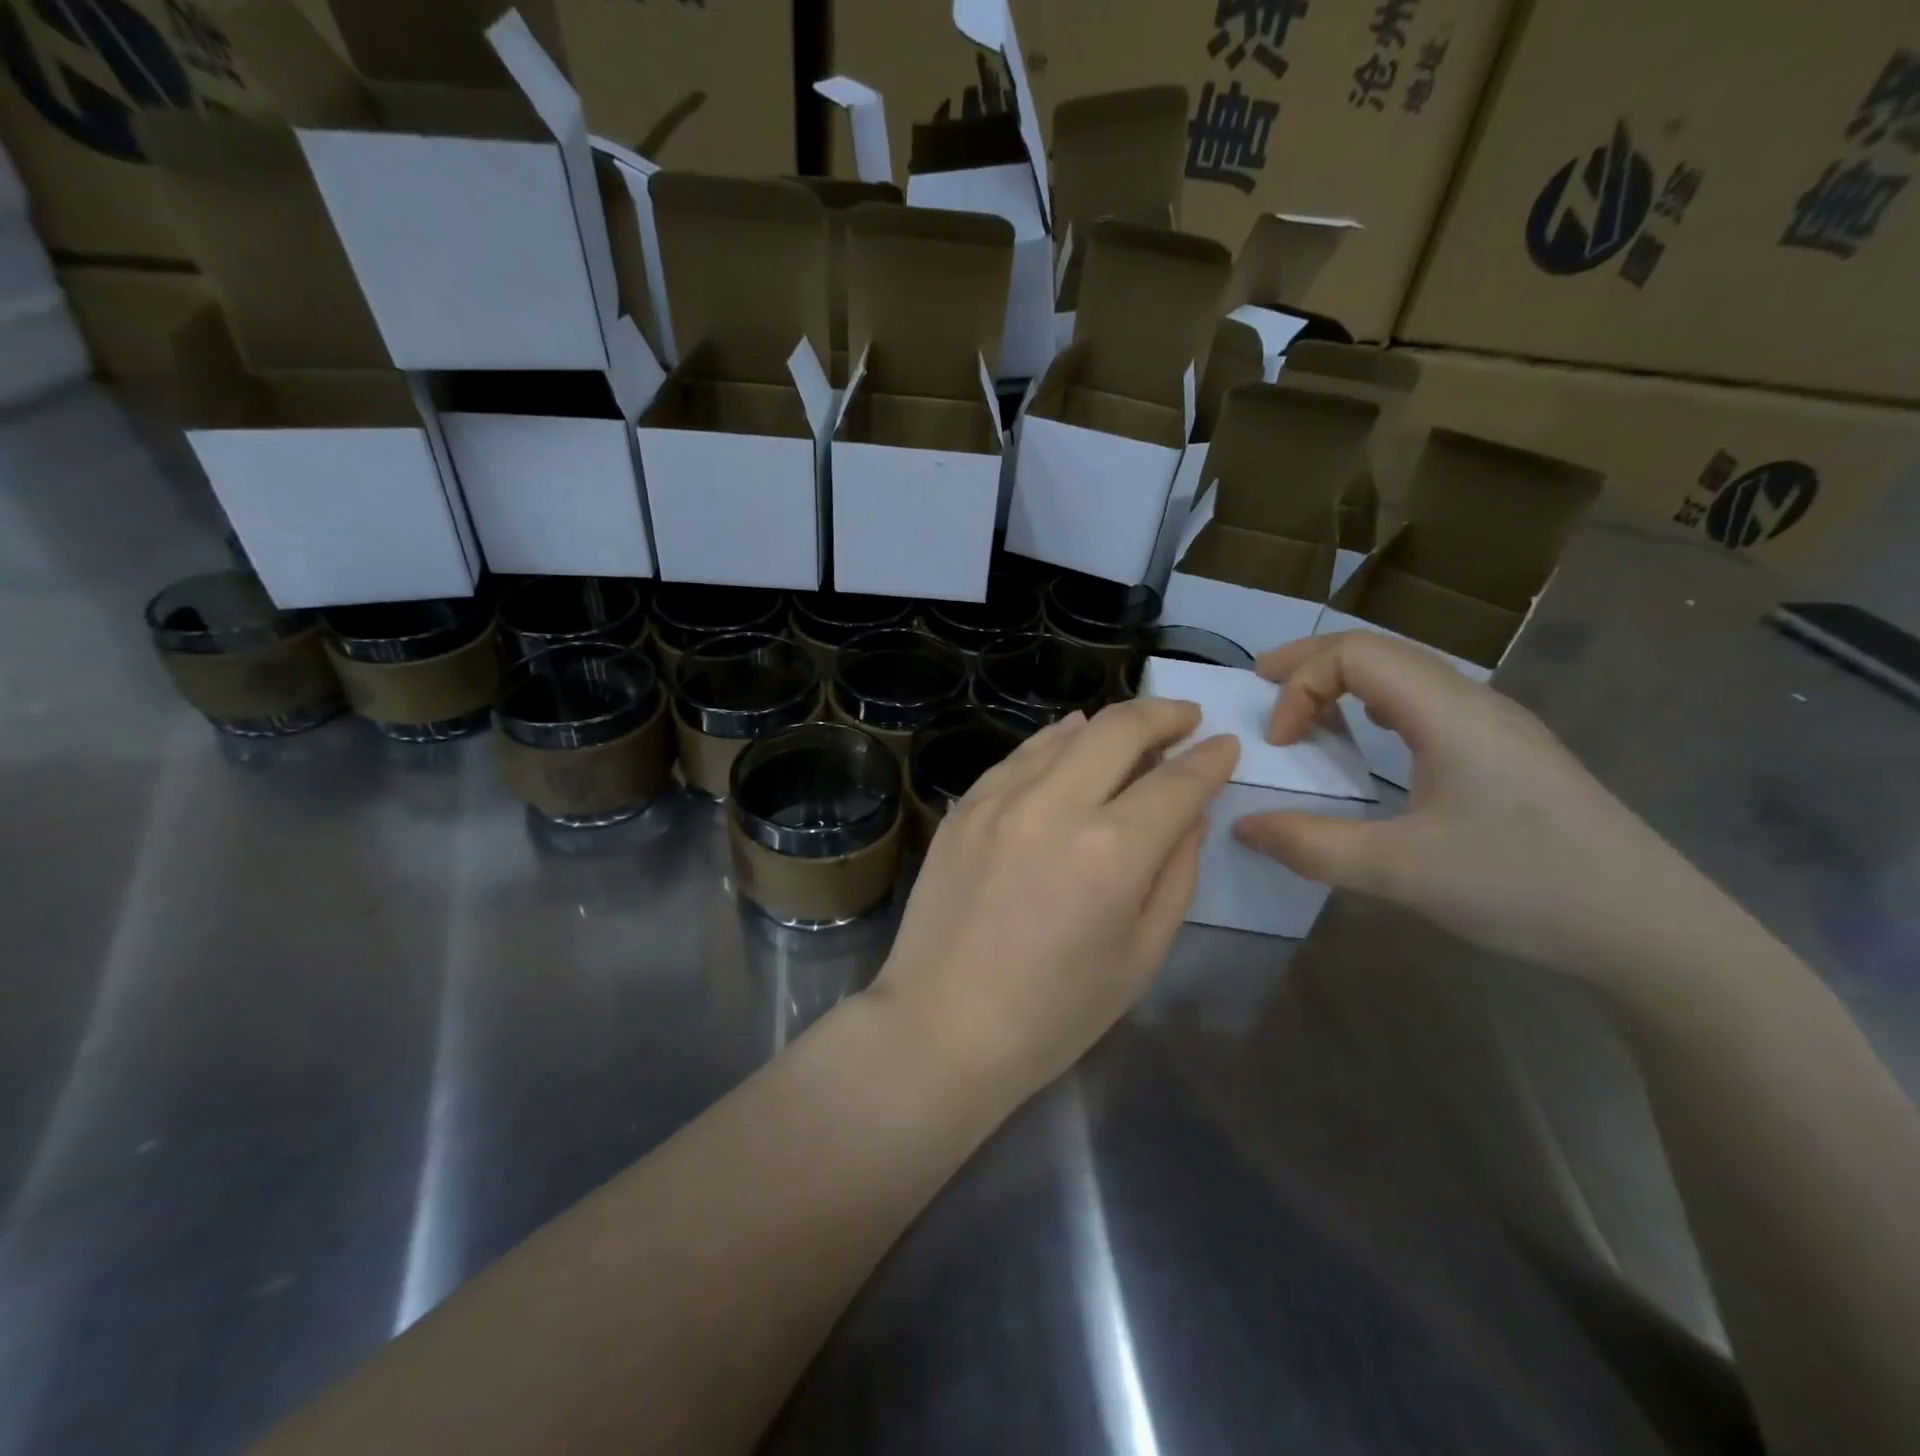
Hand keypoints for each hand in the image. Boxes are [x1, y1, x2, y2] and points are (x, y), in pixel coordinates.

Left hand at [872, 698, 1239, 1100]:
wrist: (943, 1025)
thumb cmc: (1055, 1013)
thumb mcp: (1140, 955)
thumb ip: (1176, 875)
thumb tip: (1192, 814)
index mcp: (1111, 853)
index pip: (1176, 782)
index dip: (1210, 760)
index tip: (1225, 747)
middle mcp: (1054, 807)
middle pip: (1119, 729)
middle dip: (1163, 714)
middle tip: (1185, 719)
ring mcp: (1000, 800)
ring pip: (1066, 734)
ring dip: (1109, 724)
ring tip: (1134, 731)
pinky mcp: (964, 806)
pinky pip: (1020, 755)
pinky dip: (1056, 740)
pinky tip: (1070, 738)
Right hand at [1233, 632, 1715, 984]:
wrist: (1655, 932)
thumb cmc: (1524, 887)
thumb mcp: (1401, 873)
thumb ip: (1312, 846)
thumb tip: (1244, 825)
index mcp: (1449, 713)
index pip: (1355, 653)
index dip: (1301, 684)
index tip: (1280, 744)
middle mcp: (1475, 703)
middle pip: (1379, 649)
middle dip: (1311, 663)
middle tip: (1263, 687)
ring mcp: (1498, 727)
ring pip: (1407, 673)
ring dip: (1346, 682)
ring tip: (1307, 715)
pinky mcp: (1510, 755)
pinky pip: (1428, 703)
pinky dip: (1378, 706)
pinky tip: (1372, 743)